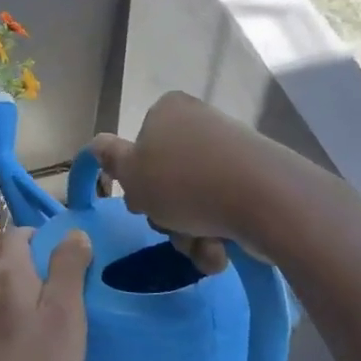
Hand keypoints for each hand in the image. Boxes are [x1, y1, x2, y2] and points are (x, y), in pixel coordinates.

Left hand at [0, 227, 90, 360]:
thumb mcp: (65, 315)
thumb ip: (68, 268)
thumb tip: (72, 232)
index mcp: (4, 273)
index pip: (19, 233)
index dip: (44, 237)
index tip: (71, 261)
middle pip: (7, 261)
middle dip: (35, 269)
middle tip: (66, 297)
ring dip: (21, 297)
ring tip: (47, 325)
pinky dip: (8, 321)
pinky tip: (24, 350)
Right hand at [88, 91, 278, 270]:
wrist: (265, 199)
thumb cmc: (185, 182)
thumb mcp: (132, 173)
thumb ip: (110, 158)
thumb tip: (95, 144)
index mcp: (169, 111)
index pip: (140, 147)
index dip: (137, 181)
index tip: (142, 202)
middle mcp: (200, 125)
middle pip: (167, 179)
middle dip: (167, 214)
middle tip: (171, 225)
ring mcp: (231, 153)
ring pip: (194, 203)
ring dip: (190, 233)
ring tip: (202, 245)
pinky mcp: (256, 180)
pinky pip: (223, 212)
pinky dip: (217, 235)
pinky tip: (222, 249)